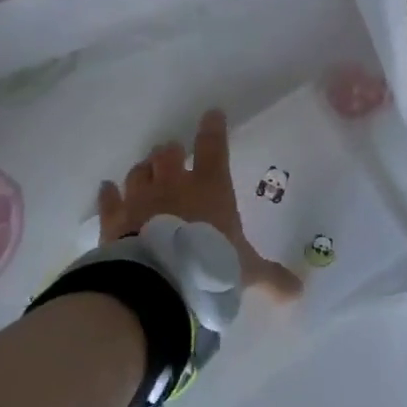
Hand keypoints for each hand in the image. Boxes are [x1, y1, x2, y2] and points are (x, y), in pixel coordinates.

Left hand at [98, 110, 303, 301]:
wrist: (158, 283)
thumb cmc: (210, 265)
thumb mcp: (247, 272)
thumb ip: (272, 277)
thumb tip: (299, 292)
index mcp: (210, 187)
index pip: (213, 147)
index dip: (214, 129)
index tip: (212, 115)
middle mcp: (174, 185)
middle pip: (168, 154)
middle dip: (172, 152)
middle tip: (174, 155)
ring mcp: (141, 199)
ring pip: (139, 171)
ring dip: (144, 170)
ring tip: (147, 171)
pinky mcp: (114, 219)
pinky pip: (109, 199)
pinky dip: (109, 194)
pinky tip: (107, 189)